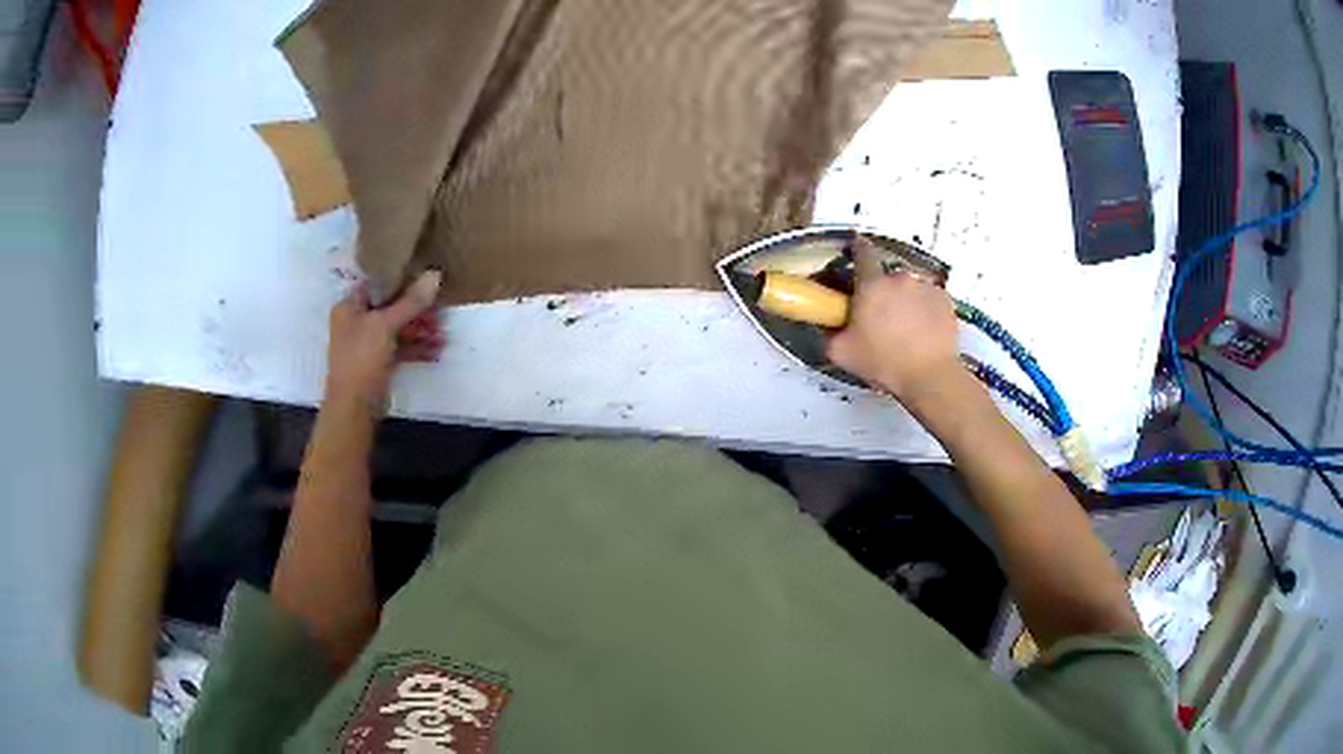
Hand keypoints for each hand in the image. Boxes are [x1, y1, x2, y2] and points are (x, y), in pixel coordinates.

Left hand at [325, 270, 443, 410]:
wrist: (354, 408)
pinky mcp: (379, 362)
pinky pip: (400, 348)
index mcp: (349, 306)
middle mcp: (356, 322)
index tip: (423, 274)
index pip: (375, 284)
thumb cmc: (362, 358)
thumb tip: (434, 274)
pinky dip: (416, 347)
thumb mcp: (385, 325)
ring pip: (397, 328)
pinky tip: (437, 350)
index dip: (398, 278)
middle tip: (439, 307)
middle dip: (415, 309)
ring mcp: (367, 343)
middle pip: (390, 306)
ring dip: (419, 329)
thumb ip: (410, 302)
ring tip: (443, 332)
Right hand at [826, 241, 960, 400]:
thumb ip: (829, 333)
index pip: (863, 253)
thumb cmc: (883, 362)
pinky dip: (925, 309)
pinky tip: (924, 331)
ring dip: (906, 300)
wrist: (929, 376)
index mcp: (872, 285)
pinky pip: (930, 298)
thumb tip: (827, 325)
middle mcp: (899, 278)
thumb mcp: (842, 353)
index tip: (855, 250)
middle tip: (881, 315)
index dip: (858, 249)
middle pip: (887, 276)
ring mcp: (926, 287)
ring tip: (906, 327)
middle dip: (884, 290)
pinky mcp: (945, 300)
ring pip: (910, 288)